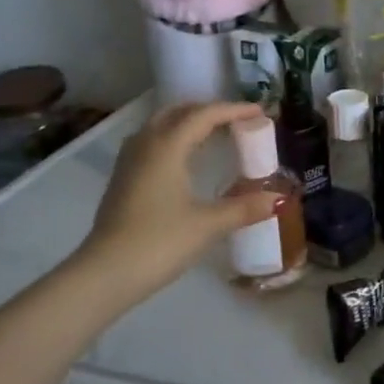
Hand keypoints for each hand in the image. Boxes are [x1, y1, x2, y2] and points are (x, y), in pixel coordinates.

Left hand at [78, 101, 279, 298]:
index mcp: (167, 146)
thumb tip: (278, 199)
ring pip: (160, 125)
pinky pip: (151, 143)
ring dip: (187, 122)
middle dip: (208, 110)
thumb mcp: (208, 225)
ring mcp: (129, 161)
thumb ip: (244, 208)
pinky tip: (184, 160)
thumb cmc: (159, 242)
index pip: (204, 115)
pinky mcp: (122, 179)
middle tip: (236, 120)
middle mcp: (145, 144)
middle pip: (178, 112)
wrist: (105, 274)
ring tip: (213, 135)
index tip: (260, 112)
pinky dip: (173, 139)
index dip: (234, 110)